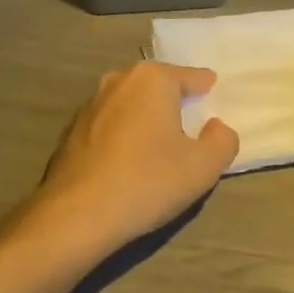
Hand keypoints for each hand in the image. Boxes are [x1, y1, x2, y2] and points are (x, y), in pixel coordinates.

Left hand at [25, 62, 238, 261]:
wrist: (76, 215)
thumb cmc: (148, 182)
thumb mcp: (203, 167)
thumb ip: (223, 141)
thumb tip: (216, 127)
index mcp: (152, 79)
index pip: (191, 77)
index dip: (206, 88)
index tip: (214, 95)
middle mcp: (118, 81)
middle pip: (157, 86)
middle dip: (173, 101)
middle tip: (190, 123)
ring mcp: (89, 105)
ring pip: (130, 105)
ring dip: (145, 119)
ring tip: (158, 145)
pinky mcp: (70, 131)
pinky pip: (109, 126)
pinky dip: (122, 136)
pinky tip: (127, 162)